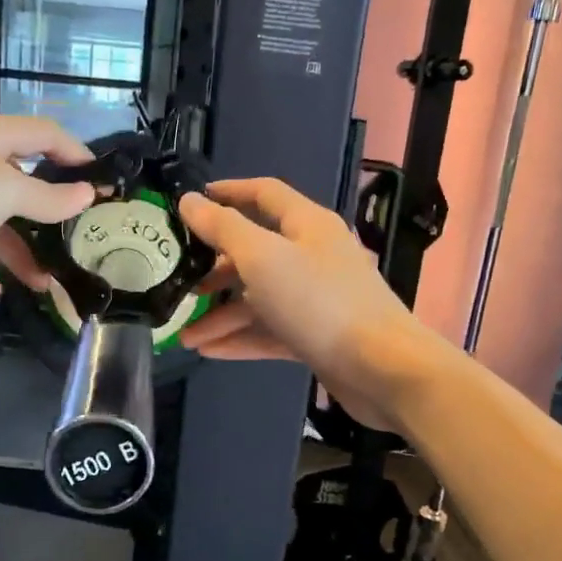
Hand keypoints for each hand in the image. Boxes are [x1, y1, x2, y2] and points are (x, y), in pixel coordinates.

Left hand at [0, 113, 95, 295]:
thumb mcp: (2, 193)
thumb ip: (46, 197)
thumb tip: (86, 194)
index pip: (46, 134)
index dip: (77, 154)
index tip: (104, 185)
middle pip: (19, 179)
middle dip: (49, 213)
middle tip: (77, 242)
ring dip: (17, 249)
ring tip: (43, 284)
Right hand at [177, 178, 439, 429]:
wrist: (381, 368)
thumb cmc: (319, 302)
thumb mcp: (262, 257)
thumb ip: (223, 227)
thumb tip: (190, 200)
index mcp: (307, 224)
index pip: (264, 194)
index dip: (229, 192)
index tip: (194, 201)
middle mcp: (313, 255)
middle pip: (256, 252)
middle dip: (216, 269)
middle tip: (181, 282)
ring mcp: (317, 298)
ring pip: (260, 298)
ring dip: (222, 314)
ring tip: (185, 336)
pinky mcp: (317, 335)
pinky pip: (271, 330)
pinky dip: (242, 338)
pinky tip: (209, 352)